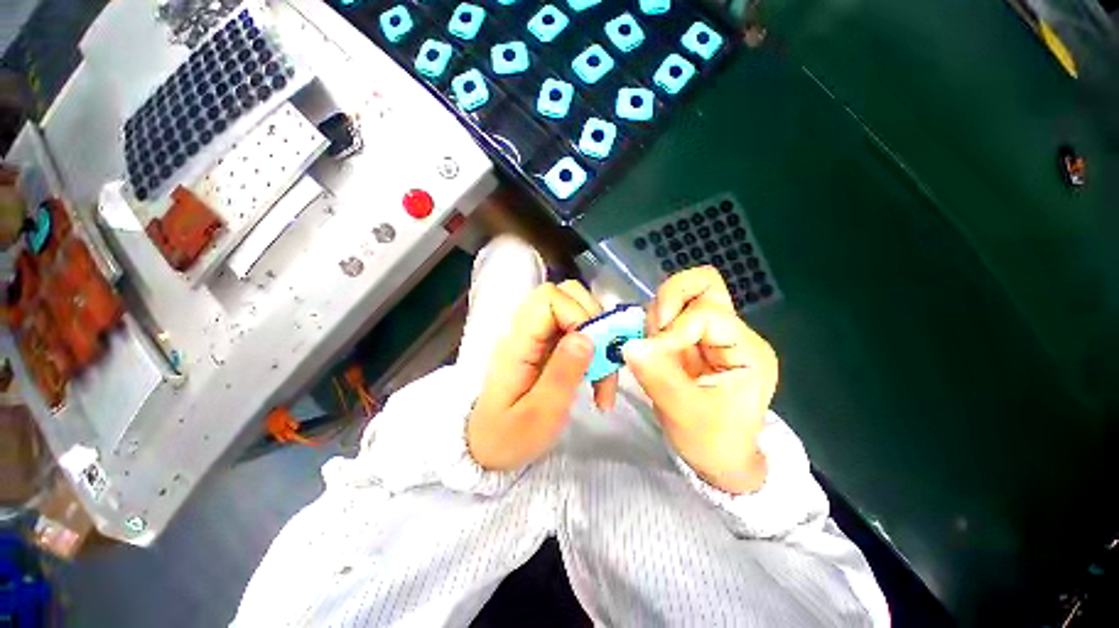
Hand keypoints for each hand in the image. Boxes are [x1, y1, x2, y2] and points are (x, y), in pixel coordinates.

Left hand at [467, 281, 618, 470]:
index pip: (549, 298)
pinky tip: (597, 375)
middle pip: (564, 295)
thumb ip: (561, 374)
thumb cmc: (509, 437)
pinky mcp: (547, 346)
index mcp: (518, 342)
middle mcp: (526, 330)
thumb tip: (586, 336)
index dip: (578, 313)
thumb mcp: (539, 415)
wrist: (487, 447)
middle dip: (594, 321)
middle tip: (604, 357)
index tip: (594, 348)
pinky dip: (594, 347)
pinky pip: (576, 330)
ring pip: (574, 310)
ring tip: (603, 373)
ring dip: (598, 335)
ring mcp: (537, 336)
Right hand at [623, 267, 776, 493]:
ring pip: (681, 295)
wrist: (718, 458)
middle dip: (670, 299)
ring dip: (658, 315)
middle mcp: (731, 333)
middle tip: (654, 329)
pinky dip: (652, 325)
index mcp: (746, 350)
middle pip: (703, 284)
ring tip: (651, 348)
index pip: (707, 314)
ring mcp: (709, 334)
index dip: (674, 330)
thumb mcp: (687, 414)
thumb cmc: (714, 442)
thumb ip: (659, 376)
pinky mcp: (690, 340)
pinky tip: (649, 349)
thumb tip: (629, 345)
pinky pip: (667, 316)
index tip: (650, 355)